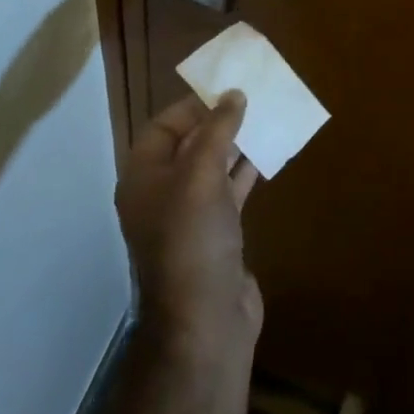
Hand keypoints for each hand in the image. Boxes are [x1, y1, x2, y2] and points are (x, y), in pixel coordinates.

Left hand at [117, 92, 262, 357]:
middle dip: (218, 122)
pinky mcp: (216, 234)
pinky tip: (269, 154)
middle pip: (188, 144)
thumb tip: (233, 94)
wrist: (206, 324)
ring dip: (236, 144)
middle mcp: (162, 194)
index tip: (225, 89)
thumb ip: (217, 130)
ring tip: (265, 118)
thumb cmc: (193, 240)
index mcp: (144, 178)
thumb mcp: (201, 175)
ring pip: (212, 167)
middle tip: (251, 99)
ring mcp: (189, 217)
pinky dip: (246, 171)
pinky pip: (229, 191)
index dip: (191, 106)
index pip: (163, 127)